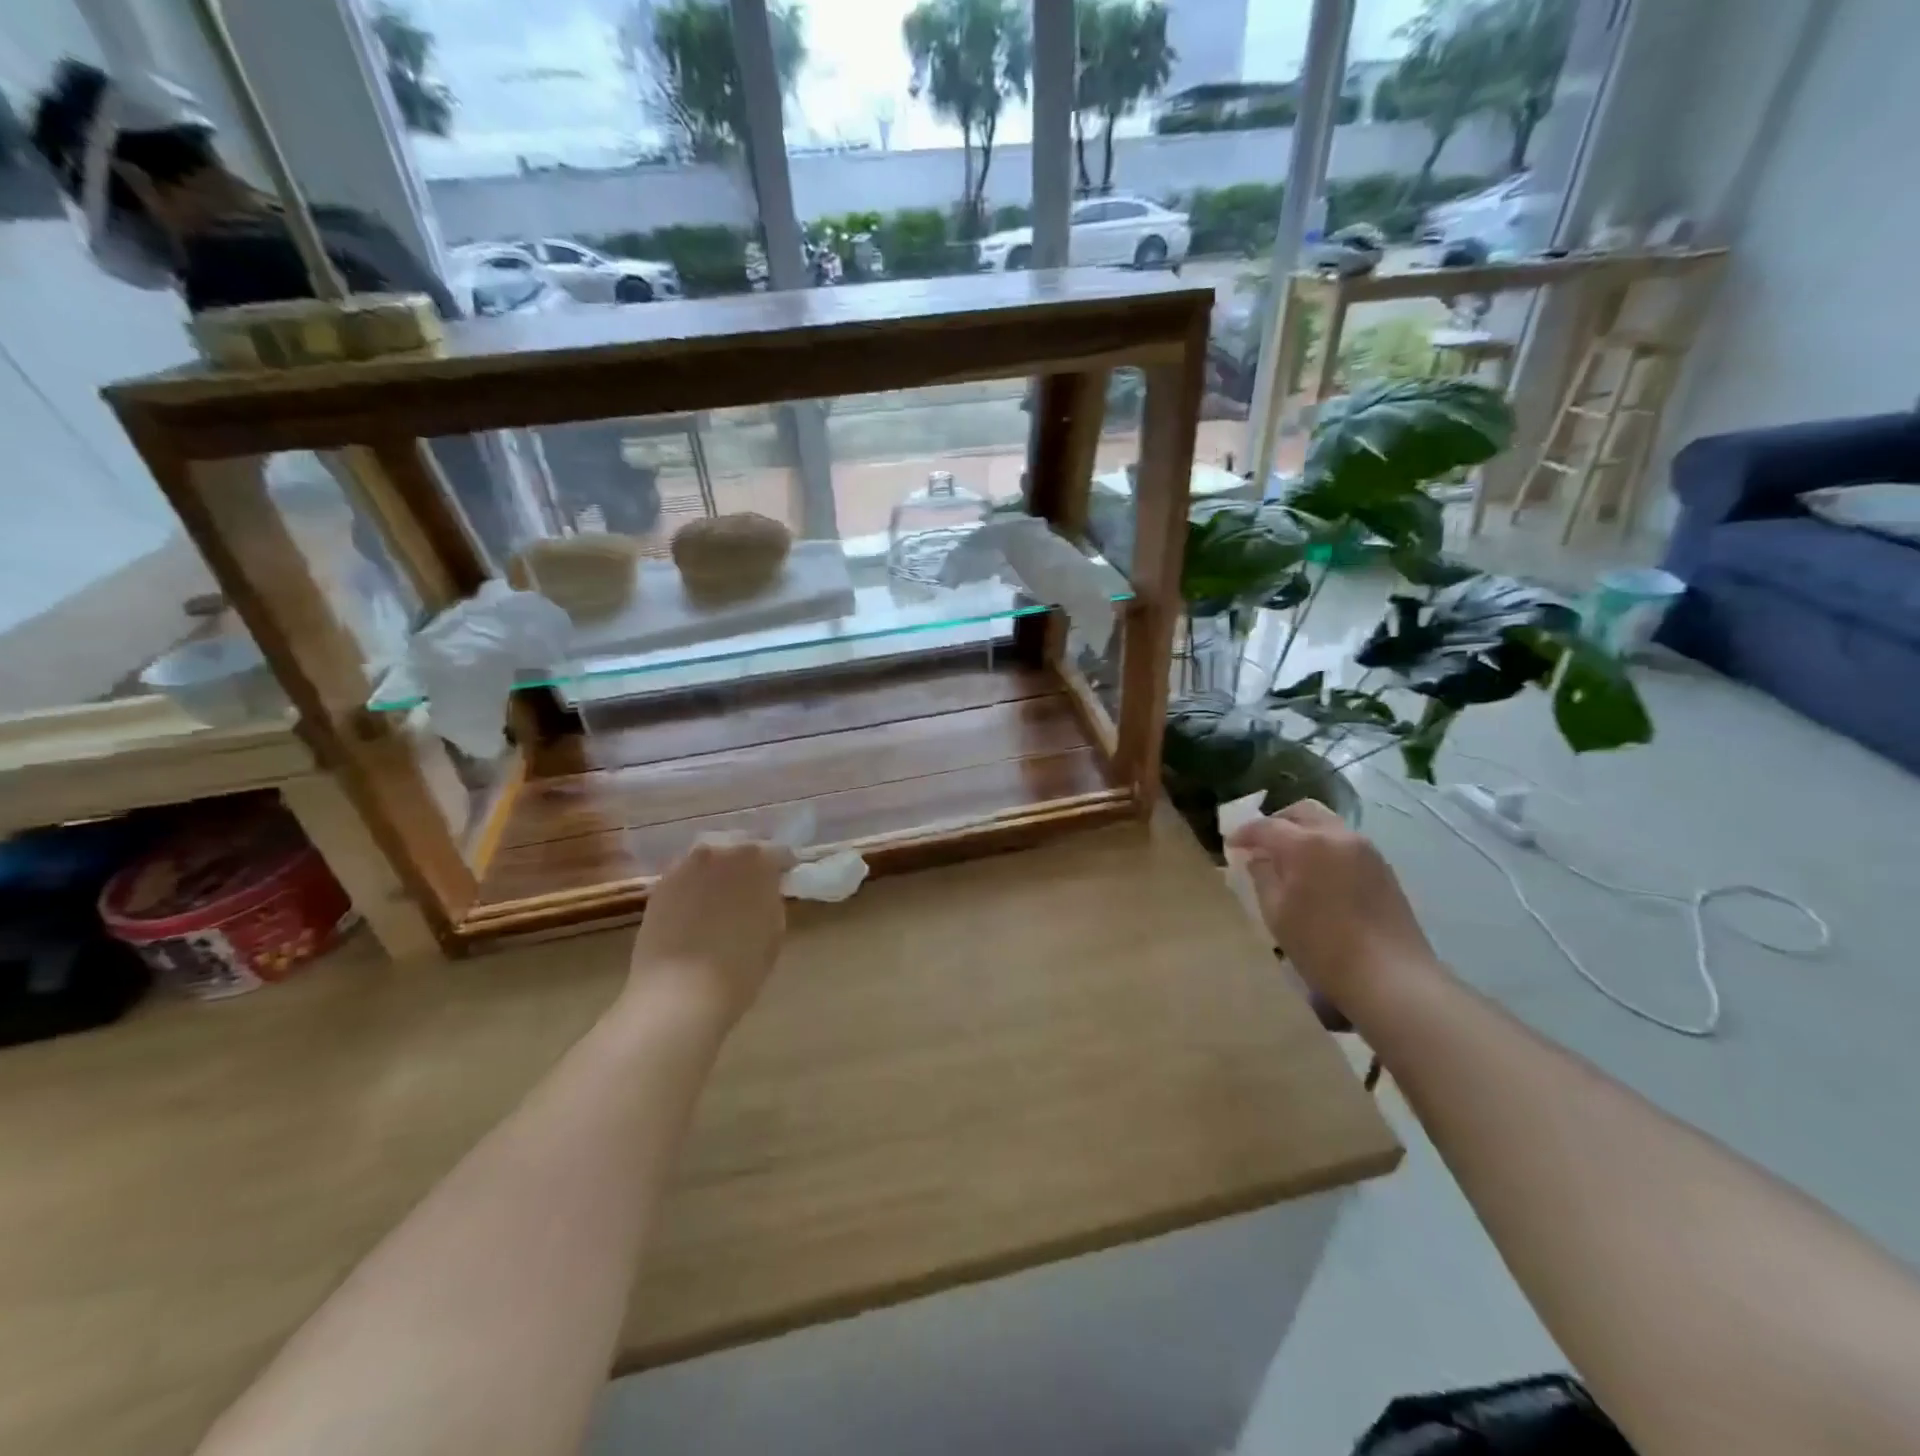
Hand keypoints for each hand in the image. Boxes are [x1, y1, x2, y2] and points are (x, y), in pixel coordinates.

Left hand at [625, 838, 791, 1031]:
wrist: (679, 992)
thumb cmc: (740, 968)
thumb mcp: (774, 933)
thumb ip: (771, 902)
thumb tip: (764, 894)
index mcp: (759, 862)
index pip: (778, 854)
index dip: (782, 868)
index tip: (783, 881)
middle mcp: (722, 854)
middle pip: (740, 853)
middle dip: (746, 868)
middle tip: (750, 892)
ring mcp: (687, 867)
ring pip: (709, 863)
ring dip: (716, 875)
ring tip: (718, 901)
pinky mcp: (660, 886)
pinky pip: (684, 879)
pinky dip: (691, 889)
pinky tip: (692, 912)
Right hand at [1226, 800, 1441, 1007]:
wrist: (1391, 978)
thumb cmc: (1322, 947)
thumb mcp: (1277, 914)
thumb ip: (1263, 877)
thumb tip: (1258, 858)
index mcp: (1307, 844)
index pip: (1266, 826)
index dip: (1244, 833)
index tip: (1230, 844)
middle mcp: (1338, 836)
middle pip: (1302, 812)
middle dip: (1277, 822)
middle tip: (1260, 845)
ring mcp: (1366, 850)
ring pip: (1327, 825)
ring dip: (1303, 833)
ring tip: (1288, 860)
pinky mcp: (1383, 869)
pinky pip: (1345, 844)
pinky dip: (1324, 848)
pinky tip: (1317, 875)